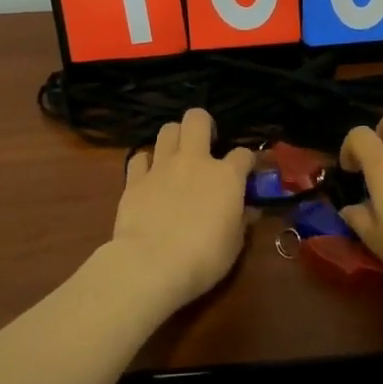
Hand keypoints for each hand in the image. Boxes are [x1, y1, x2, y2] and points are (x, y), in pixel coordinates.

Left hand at [109, 107, 255, 309]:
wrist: (152, 265)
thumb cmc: (204, 257)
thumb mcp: (234, 243)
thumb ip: (241, 220)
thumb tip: (248, 210)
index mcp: (226, 175)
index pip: (243, 154)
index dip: (247, 162)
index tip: (246, 174)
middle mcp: (194, 161)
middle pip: (197, 119)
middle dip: (204, 125)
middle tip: (206, 144)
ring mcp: (161, 167)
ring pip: (167, 130)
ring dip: (175, 139)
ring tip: (177, 157)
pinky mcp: (134, 180)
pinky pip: (139, 158)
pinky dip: (145, 164)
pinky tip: (149, 177)